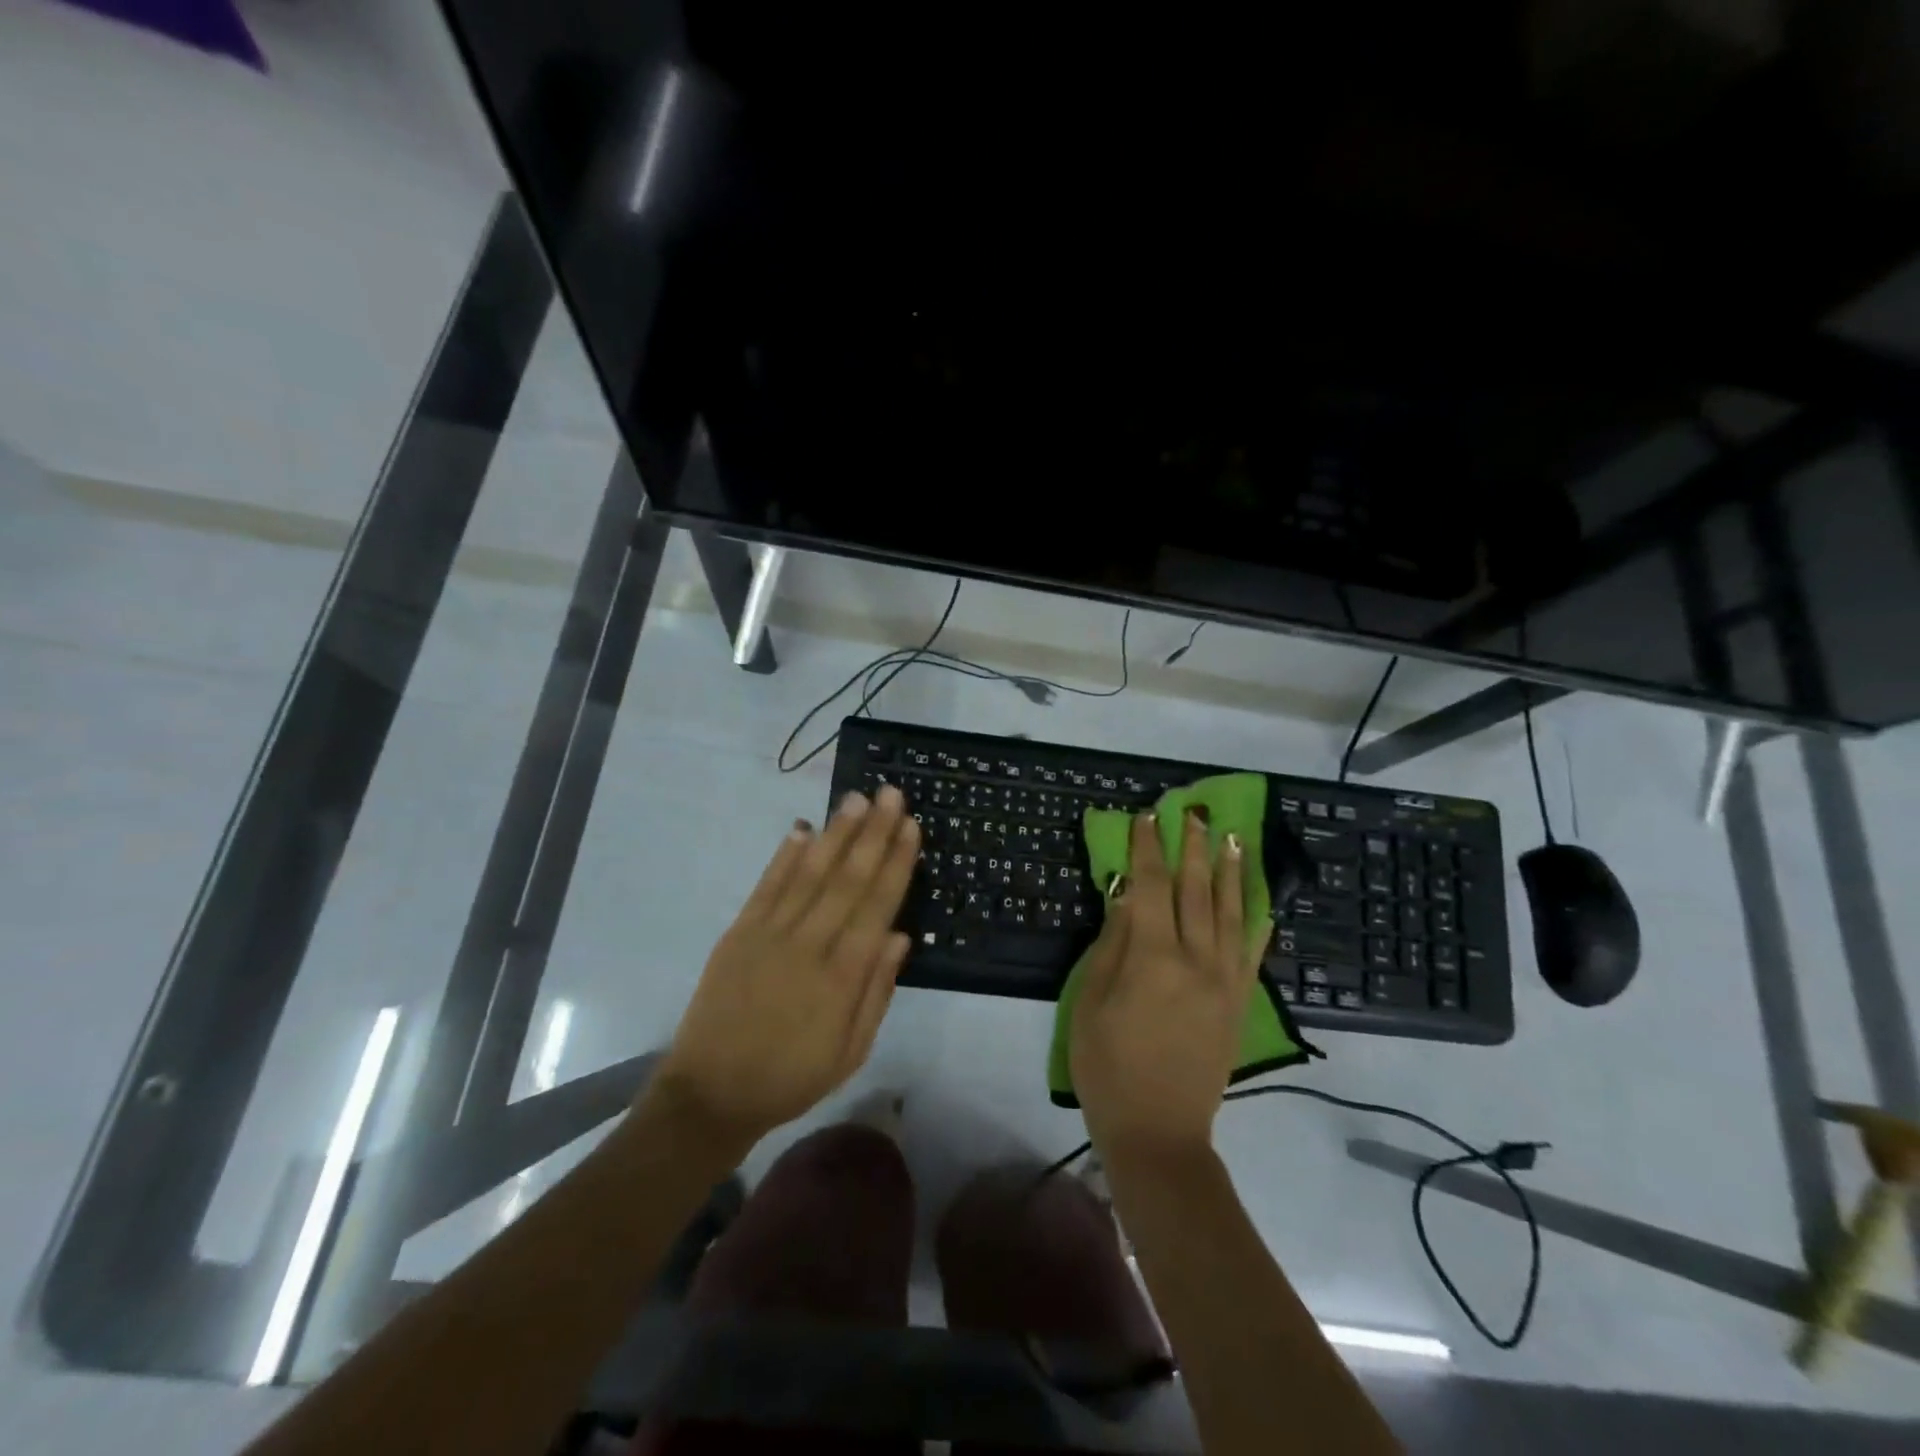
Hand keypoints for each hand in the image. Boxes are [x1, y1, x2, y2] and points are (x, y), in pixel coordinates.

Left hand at [649, 786, 919, 1149]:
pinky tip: (803, 829)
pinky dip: (785, 856)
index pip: (877, 906)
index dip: (896, 863)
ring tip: (855, 799)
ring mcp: (769, 934)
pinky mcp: (738, 933)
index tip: (910, 826)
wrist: (711, 1094)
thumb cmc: (792, 1077)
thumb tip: (900, 935)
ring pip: (810, 873)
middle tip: (890, 793)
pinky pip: (766, 886)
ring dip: (836, 833)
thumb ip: (877, 991)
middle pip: (848, 879)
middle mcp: (808, 945)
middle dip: (873, 832)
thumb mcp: (851, 1051)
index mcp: (842, 976)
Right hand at [1070, 810, 1264, 1163]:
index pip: (1152, 887)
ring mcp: (1225, 981)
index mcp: (1153, 958)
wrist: (1160, 1133)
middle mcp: (1197, 960)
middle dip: (1194, 848)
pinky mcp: (1240, 1003)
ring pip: (1232, 913)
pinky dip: (1257, 920)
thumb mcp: (1091, 1003)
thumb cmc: (1108, 1068)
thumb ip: (1112, 945)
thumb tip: (1127, 897)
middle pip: (1197, 891)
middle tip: (1194, 813)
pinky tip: (1260, 900)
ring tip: (1233, 839)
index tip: (1148, 817)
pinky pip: (1253, 951)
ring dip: (1231, 872)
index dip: (1148, 849)